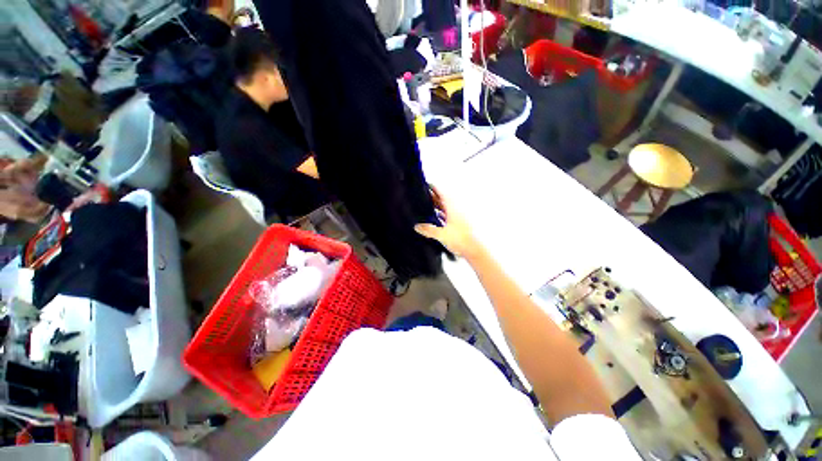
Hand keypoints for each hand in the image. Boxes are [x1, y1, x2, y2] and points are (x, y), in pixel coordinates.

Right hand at [415, 186, 481, 258]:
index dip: (434, 188)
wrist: (476, 250)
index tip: (427, 185)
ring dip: (438, 207)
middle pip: (443, 200)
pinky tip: (437, 220)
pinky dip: (443, 215)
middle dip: (434, 198)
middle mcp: (457, 209)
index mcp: (453, 207)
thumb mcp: (442, 235)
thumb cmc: (462, 240)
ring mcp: (460, 216)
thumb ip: (428, 230)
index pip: (442, 193)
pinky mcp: (461, 223)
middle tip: (423, 197)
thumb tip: (418, 226)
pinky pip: (449, 216)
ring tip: (428, 208)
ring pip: (446, 208)